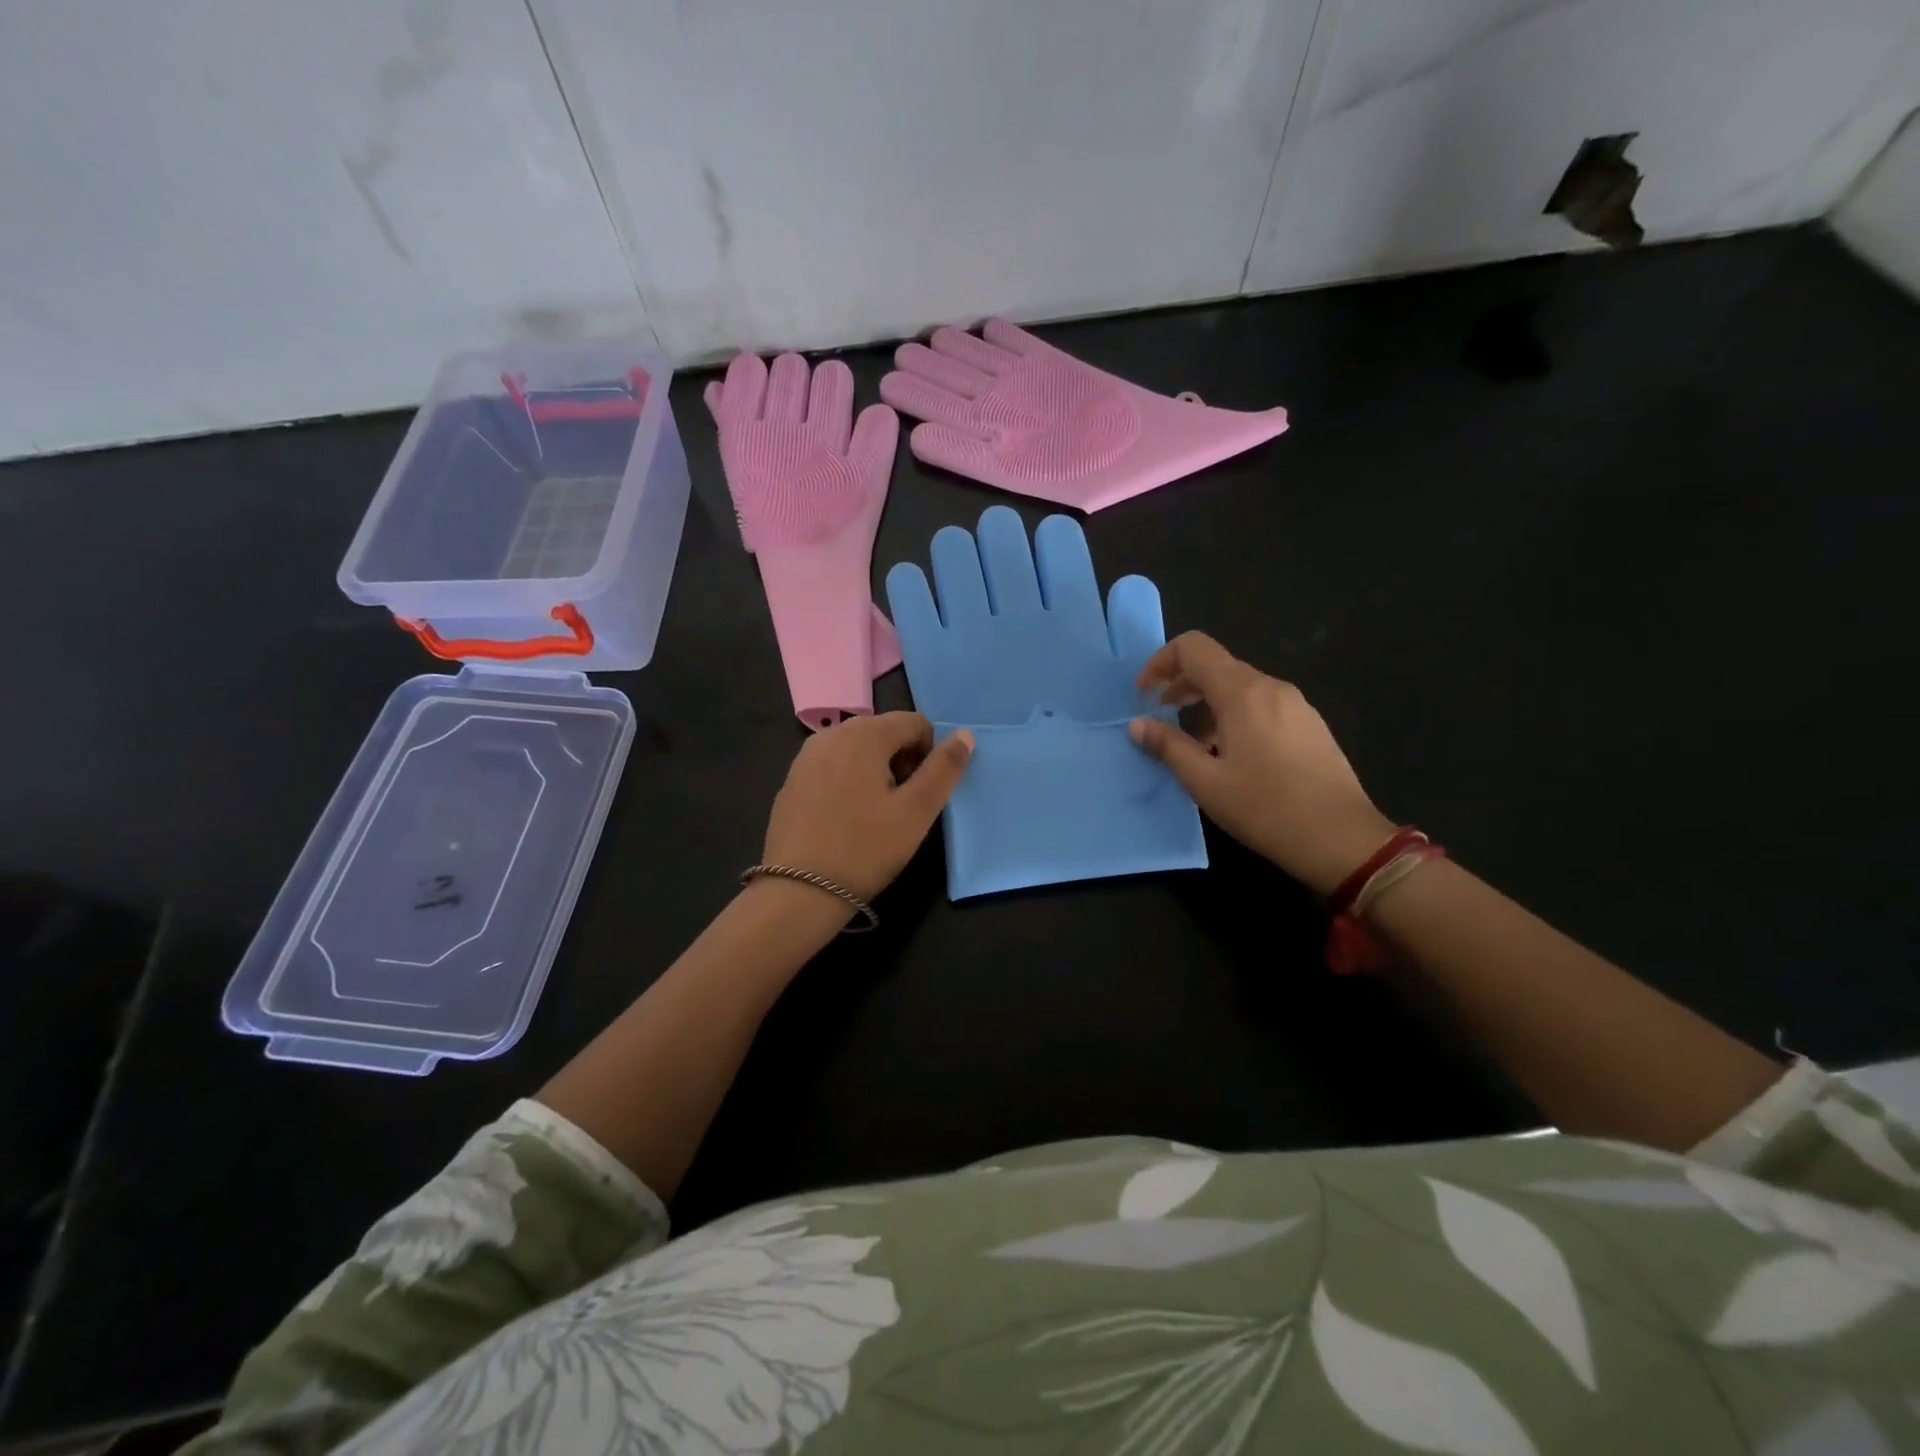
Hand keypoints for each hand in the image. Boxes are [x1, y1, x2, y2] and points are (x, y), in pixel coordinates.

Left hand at [761, 712, 973, 902]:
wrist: (799, 891)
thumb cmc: (866, 848)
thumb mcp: (917, 811)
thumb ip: (944, 768)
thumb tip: (964, 734)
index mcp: (864, 734)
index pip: (915, 722)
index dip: (929, 753)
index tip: (923, 791)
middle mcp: (831, 734)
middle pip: (884, 732)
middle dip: (902, 760)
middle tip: (902, 805)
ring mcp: (806, 756)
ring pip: (857, 750)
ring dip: (876, 771)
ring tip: (876, 814)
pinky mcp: (792, 780)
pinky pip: (833, 767)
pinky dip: (849, 782)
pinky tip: (847, 820)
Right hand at [1128, 633, 1394, 894]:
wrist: (1343, 839)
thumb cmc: (1266, 809)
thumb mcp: (1205, 782)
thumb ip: (1168, 747)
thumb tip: (1137, 725)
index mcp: (1243, 693)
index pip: (1194, 648)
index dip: (1161, 662)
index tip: (1144, 694)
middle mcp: (1271, 688)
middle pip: (1217, 666)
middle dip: (1181, 685)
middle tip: (1160, 716)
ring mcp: (1296, 705)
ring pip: (1240, 688)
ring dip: (1207, 704)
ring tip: (1193, 745)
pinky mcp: (1310, 726)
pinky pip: (1262, 706)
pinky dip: (1234, 717)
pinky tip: (1231, 756)